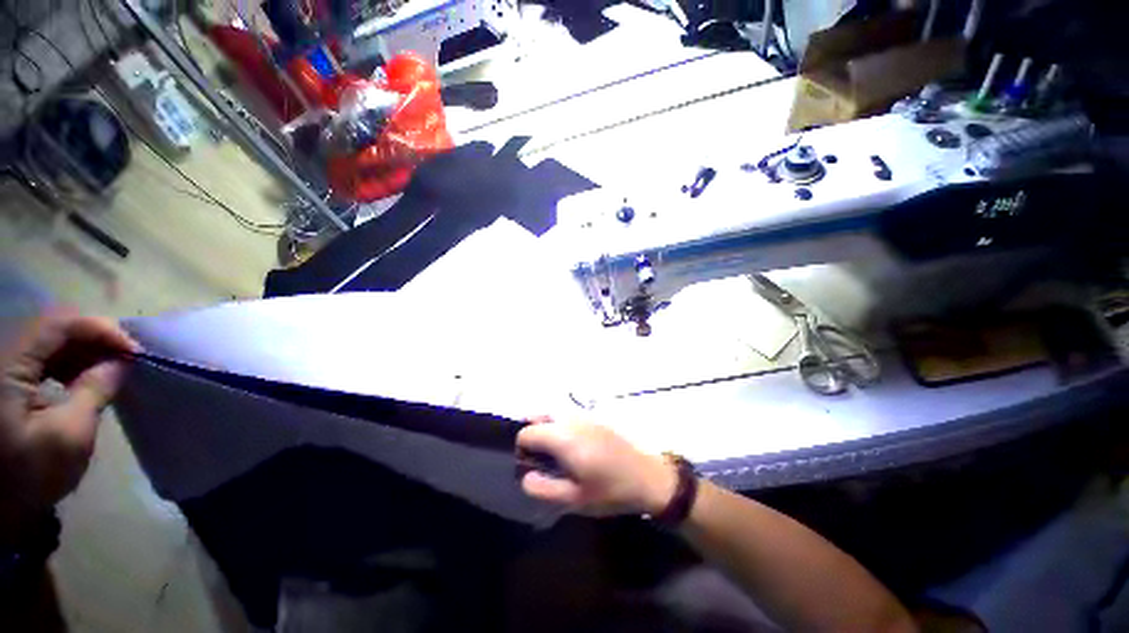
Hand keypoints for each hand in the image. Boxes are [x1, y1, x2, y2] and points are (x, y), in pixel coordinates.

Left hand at [0, 312, 139, 529]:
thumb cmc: (29, 474)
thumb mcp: (68, 436)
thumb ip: (94, 391)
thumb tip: (122, 362)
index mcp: (8, 365)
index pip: (59, 324)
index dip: (100, 329)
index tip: (134, 351)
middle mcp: (3, 357)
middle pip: (54, 329)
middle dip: (96, 339)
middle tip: (128, 358)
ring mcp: (4, 369)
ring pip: (50, 342)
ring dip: (85, 351)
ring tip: (113, 368)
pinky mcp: (7, 381)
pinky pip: (43, 358)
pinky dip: (70, 363)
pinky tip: (86, 377)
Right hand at [516, 417, 676, 516]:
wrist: (648, 476)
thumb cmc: (611, 490)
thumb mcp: (575, 499)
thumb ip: (544, 488)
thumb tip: (524, 476)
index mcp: (563, 437)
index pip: (527, 432)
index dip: (522, 449)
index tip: (531, 466)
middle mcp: (571, 419)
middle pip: (538, 417)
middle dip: (533, 435)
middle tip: (541, 460)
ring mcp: (584, 415)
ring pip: (553, 413)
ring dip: (546, 429)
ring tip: (554, 455)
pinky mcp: (595, 417)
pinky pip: (568, 415)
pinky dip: (560, 426)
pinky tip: (571, 447)